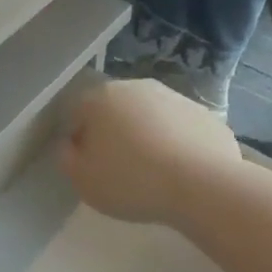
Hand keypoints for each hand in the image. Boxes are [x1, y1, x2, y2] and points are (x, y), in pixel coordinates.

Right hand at [62, 78, 242, 229]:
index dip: (79, 139)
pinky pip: (180, 128)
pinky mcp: (204, 114)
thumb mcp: (83, 181)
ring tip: (153, 172)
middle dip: (114, 132)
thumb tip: (69, 145)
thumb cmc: (131, 181)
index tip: (88, 166)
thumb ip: (67, 158)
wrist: (202, 184)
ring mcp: (174, 97)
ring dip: (147, 135)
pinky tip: (181, 171)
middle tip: (119, 168)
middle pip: (115, 109)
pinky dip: (177, 143)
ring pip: (150, 116)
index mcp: (101, 98)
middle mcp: (136, 87)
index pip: (78, 112)